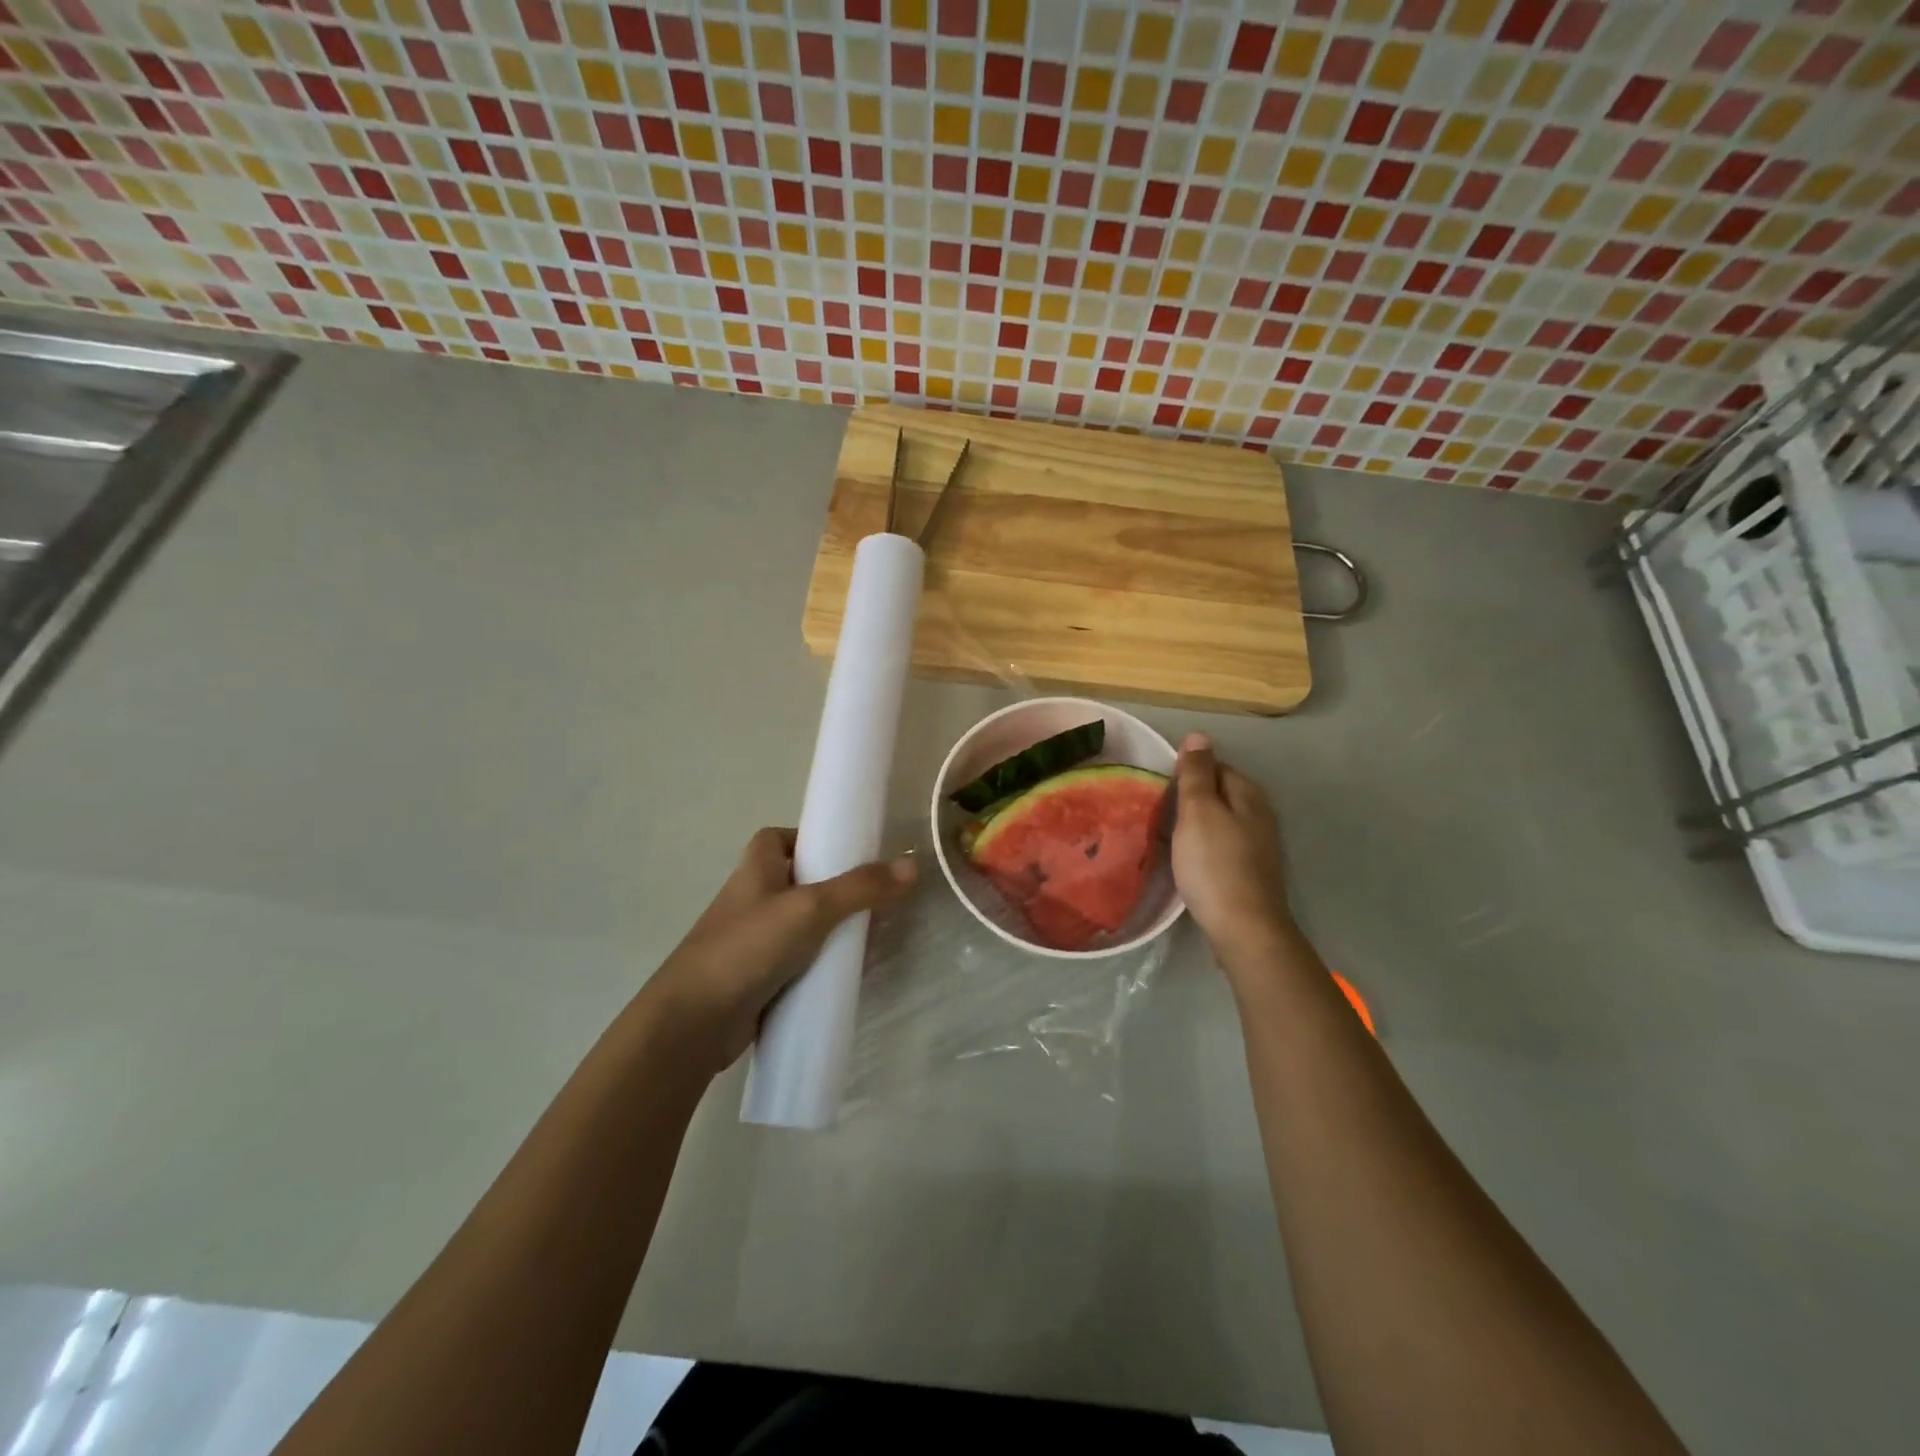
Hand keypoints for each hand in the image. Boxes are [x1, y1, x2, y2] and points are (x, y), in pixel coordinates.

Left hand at [642, 828, 915, 1072]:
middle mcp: (753, 898)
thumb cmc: (748, 947)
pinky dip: (822, 963)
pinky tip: (848, 974)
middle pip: (800, 881)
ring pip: (803, 925)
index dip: (811, 839)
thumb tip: (911, 865)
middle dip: (836, 889)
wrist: (693, 1022)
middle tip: (874, 898)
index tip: (846, 851)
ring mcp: (754, 940)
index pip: (781, 838)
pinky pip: (799, 961)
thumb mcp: (810, 908)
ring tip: (871, 938)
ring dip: (832, 930)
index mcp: (756, 868)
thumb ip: (861, 887)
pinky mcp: (759, 977)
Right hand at [1171, 734, 1293, 957]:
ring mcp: (1257, 845)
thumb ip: (1196, 773)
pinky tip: (1186, 862)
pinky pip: (1220, 846)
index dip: (1186, 775)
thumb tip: (1198, 735)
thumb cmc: (1215, 865)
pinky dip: (1202, 848)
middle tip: (1157, 815)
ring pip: (1218, 821)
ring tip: (1166, 838)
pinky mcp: (1250, 871)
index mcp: (1248, 794)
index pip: (1214, 766)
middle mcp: (1259, 814)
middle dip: (1189, 800)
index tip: (1160, 792)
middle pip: (1217, 794)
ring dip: (1193, 826)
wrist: (1243, 928)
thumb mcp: (1198, 812)